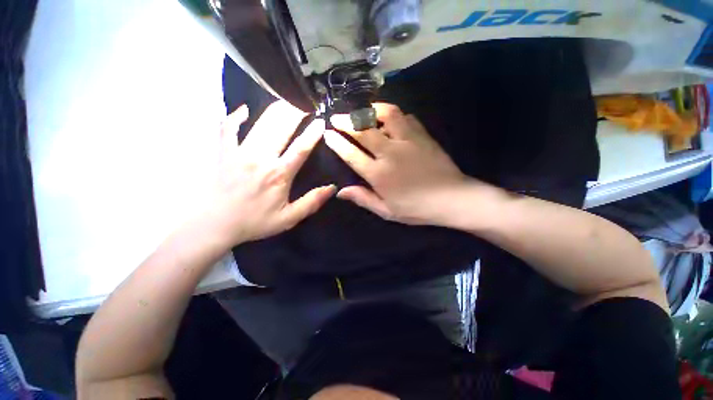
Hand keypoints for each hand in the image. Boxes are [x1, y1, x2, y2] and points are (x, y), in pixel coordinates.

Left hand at [209, 101, 335, 244]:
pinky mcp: (224, 153)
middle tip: (304, 102)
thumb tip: (332, 188)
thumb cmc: (254, 222)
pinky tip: (243, 110)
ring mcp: (240, 152)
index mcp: (279, 174)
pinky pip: (227, 129)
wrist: (214, 224)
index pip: (301, 149)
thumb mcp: (289, 218)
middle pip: (281, 129)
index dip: (312, 134)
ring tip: (285, 99)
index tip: (321, 121)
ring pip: (260, 124)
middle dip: (295, 113)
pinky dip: (235, 117)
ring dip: (275, 111)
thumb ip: (312, 202)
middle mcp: (261, 158)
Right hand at [325, 103, 468, 225]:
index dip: (337, 142)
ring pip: (386, 114)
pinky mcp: (422, 135)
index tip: (328, 133)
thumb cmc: (417, 208)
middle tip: (337, 117)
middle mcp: (390, 153)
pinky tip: (391, 120)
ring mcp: (408, 141)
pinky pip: (405, 117)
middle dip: (346, 121)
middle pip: (363, 130)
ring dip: (371, 110)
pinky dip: (394, 115)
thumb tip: (340, 192)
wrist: (452, 198)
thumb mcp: (387, 211)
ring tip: (363, 111)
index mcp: (379, 174)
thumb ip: (363, 199)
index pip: (351, 154)